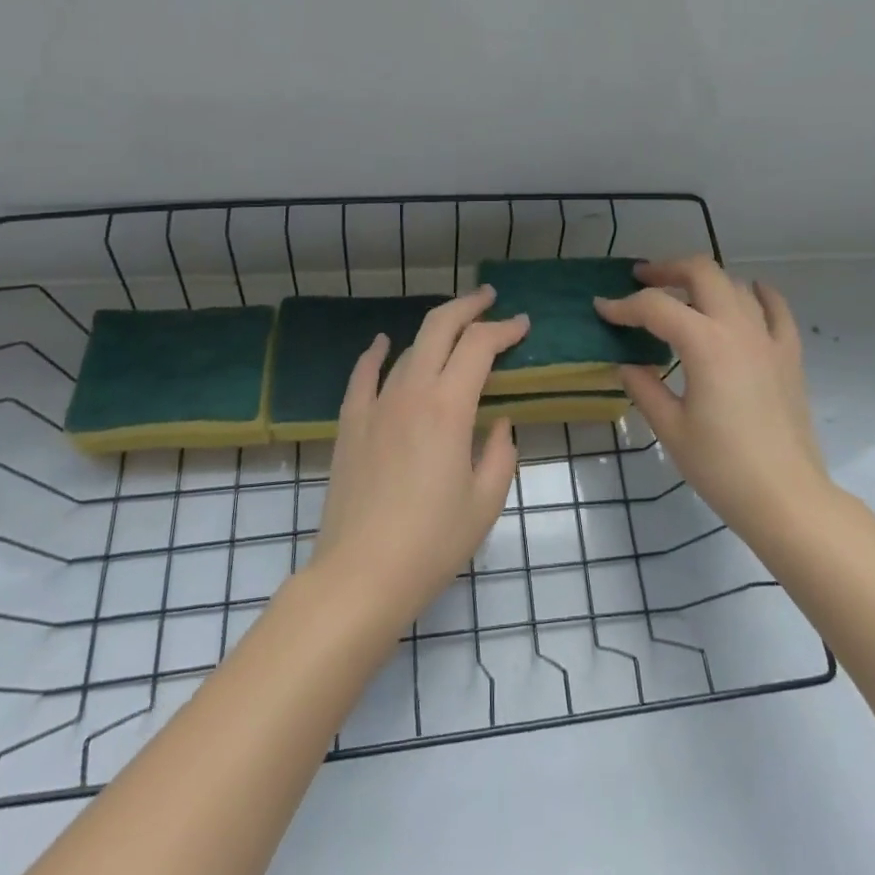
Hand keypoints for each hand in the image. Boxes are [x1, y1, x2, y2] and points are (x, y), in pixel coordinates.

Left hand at [309, 287, 527, 631]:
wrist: (360, 575)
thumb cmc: (432, 542)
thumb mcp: (485, 501)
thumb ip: (500, 452)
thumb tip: (498, 423)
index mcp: (448, 407)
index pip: (480, 346)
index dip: (505, 329)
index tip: (523, 325)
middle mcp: (410, 392)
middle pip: (440, 328)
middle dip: (469, 307)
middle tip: (490, 299)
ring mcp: (375, 404)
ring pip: (408, 349)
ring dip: (434, 332)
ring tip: (454, 330)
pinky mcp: (351, 423)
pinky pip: (363, 374)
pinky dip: (375, 353)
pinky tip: (382, 343)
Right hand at [596, 257, 828, 549]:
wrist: (785, 497)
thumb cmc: (721, 467)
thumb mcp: (671, 428)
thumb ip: (644, 388)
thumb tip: (627, 364)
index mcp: (704, 343)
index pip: (655, 307)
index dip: (623, 305)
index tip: (601, 309)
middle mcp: (737, 327)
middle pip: (701, 272)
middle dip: (666, 269)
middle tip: (642, 280)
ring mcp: (768, 337)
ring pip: (734, 284)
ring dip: (704, 280)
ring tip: (682, 293)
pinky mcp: (788, 354)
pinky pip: (776, 308)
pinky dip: (757, 293)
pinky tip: (745, 295)